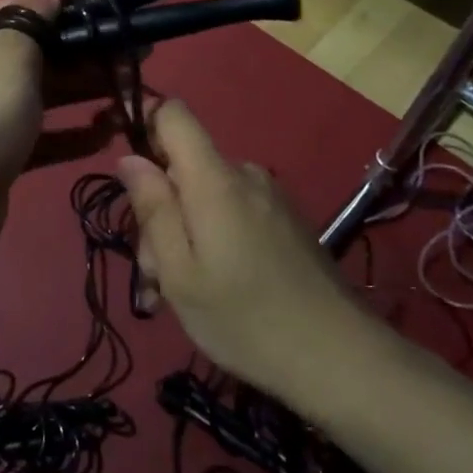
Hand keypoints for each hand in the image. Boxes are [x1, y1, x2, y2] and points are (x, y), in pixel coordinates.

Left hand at [0, 0, 117, 274]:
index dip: (66, 9)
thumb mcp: (8, 54)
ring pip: (46, 97)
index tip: (110, 17)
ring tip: (134, 93)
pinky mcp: (3, 159)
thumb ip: (32, 16)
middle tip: (140, 57)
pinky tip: (110, 133)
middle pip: (41, 55)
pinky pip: (45, 139)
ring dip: (87, 93)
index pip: (23, 10)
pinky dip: (75, 135)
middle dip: (87, 54)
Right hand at [117, 101, 362, 396]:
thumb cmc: (246, 319)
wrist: (342, 359)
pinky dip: (214, 238)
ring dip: (186, 232)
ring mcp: (270, 196)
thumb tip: (129, 158)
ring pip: (206, 194)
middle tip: (156, 274)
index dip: (144, 125)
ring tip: (184, 292)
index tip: (129, 174)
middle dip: (161, 209)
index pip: (173, 114)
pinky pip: (233, 211)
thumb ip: (152, 208)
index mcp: (214, 179)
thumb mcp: (180, 273)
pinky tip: (219, 289)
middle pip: (184, 165)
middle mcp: (245, 174)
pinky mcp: (287, 220)